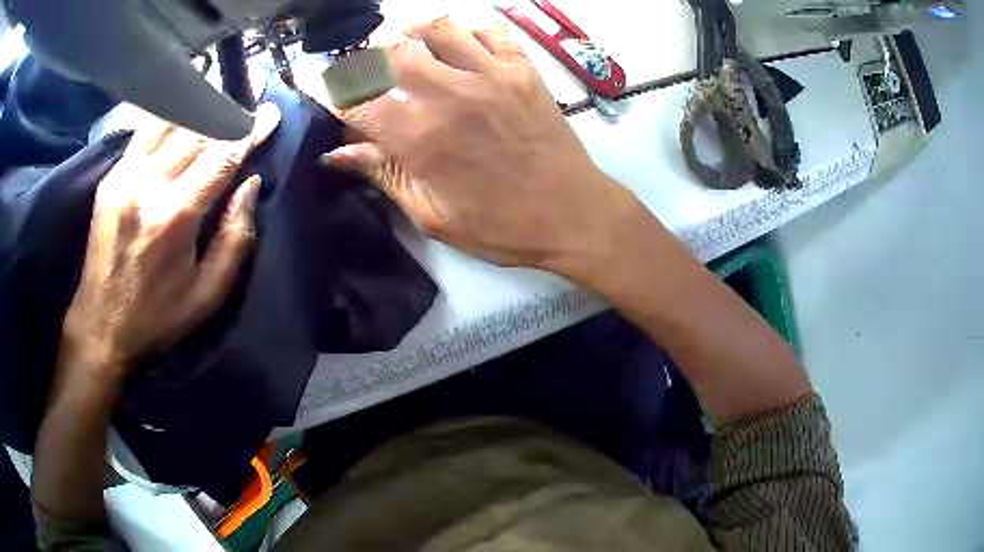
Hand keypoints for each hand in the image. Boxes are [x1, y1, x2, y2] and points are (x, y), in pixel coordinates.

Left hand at [60, 104, 280, 380]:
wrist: (101, 326)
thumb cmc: (157, 317)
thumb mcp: (208, 295)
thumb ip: (235, 238)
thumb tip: (250, 184)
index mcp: (175, 217)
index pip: (220, 156)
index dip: (249, 131)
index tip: (270, 113)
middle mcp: (147, 185)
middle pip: (196, 131)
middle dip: (227, 116)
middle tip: (247, 111)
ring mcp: (124, 177)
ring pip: (169, 123)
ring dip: (198, 111)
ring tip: (217, 107)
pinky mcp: (110, 179)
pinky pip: (144, 134)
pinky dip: (168, 121)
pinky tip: (181, 119)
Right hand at [325, 17, 638, 271]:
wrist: (573, 213)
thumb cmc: (501, 226)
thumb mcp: (432, 215)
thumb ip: (383, 175)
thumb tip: (336, 156)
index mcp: (418, 138)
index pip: (354, 100)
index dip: (330, 93)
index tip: (325, 92)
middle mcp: (448, 94)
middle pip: (389, 49)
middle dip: (365, 53)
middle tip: (363, 66)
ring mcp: (489, 75)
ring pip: (437, 26)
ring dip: (410, 29)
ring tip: (402, 44)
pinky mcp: (522, 69)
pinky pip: (489, 29)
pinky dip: (466, 28)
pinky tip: (456, 43)